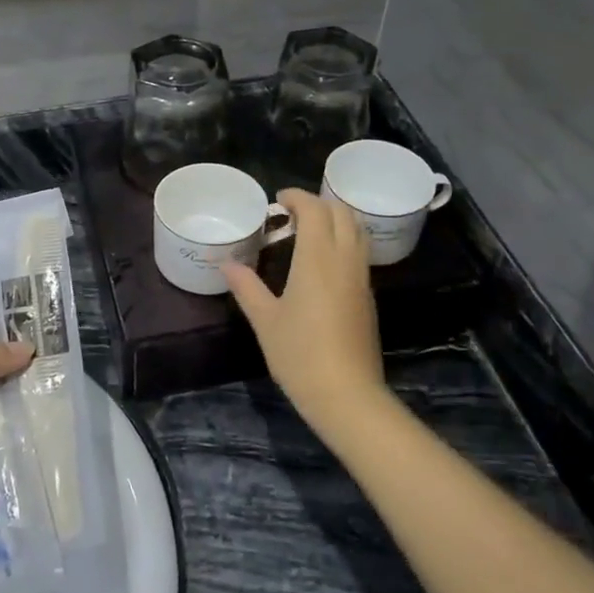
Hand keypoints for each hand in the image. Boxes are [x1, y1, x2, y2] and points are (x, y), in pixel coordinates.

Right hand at [225, 189, 389, 433]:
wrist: (347, 395)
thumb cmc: (300, 354)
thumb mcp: (265, 320)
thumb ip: (246, 287)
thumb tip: (226, 264)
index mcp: (317, 259)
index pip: (315, 210)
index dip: (298, 197)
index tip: (278, 200)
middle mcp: (344, 260)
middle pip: (342, 213)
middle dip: (319, 203)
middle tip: (293, 213)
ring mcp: (361, 278)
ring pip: (357, 231)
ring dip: (335, 220)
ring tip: (308, 230)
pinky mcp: (367, 297)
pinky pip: (359, 253)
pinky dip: (344, 240)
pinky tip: (323, 261)